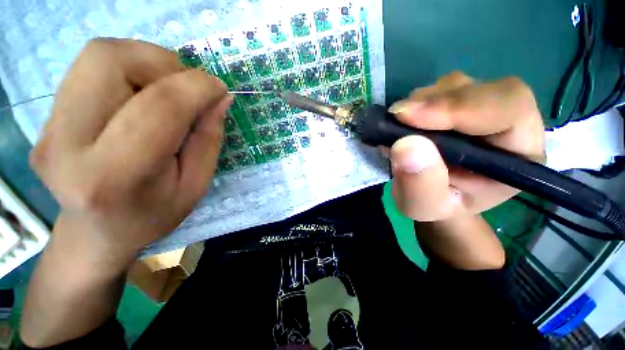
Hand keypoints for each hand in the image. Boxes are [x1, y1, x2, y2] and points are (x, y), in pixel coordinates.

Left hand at [30, 38, 232, 264]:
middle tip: (188, 87)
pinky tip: (141, 95)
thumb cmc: (153, 214)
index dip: (196, 88)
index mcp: (116, 176)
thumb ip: (208, 138)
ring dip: (146, 61)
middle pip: (109, 61)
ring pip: (98, 55)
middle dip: (163, 62)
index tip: (220, 89)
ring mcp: (48, 128)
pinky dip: (128, 69)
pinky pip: (90, 68)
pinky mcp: (45, 118)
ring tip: (167, 89)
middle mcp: (67, 144)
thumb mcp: (196, 184)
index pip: (158, 108)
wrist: (96, 234)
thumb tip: (220, 97)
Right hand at [388, 72, 544, 221]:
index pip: (508, 108)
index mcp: (519, 154)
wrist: (433, 195)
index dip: (459, 107)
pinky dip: (415, 102)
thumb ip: (419, 183)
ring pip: (455, 85)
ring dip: (421, 102)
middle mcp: (508, 123)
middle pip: (480, 89)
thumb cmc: (435, 206)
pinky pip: (438, 90)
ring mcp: (481, 109)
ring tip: (399, 126)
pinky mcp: (458, 105)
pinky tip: (403, 123)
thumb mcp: (423, 205)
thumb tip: (405, 144)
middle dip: (434, 102)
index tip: (409, 117)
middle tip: (397, 117)